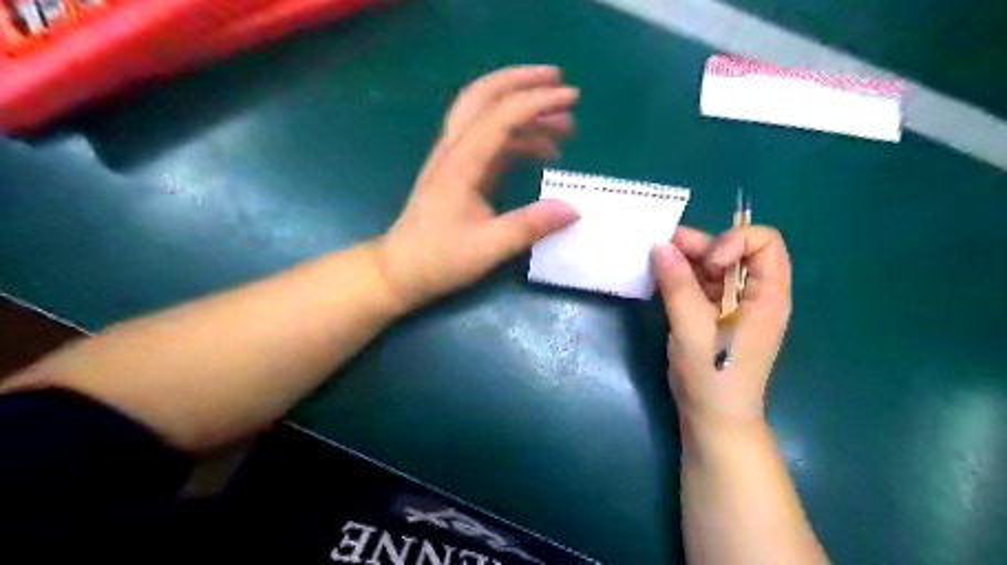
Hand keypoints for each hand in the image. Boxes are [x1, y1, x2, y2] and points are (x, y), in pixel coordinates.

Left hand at [375, 67, 581, 313]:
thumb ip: (529, 226)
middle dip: (522, 82)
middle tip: (560, 83)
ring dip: (524, 112)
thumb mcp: (487, 248)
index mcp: (461, 164)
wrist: (400, 271)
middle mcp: (454, 151)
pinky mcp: (458, 172)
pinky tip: (541, 153)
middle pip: (483, 96)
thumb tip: (573, 209)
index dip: (537, 101)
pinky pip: (488, 141)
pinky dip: (516, 138)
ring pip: (486, 116)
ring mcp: (453, 159)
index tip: (572, 97)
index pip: (500, 116)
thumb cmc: (439, 260)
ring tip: (564, 126)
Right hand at [653, 226, 794, 427]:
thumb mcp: (692, 326)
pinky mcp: (714, 314)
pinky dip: (680, 278)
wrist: (713, 417)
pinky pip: (700, 284)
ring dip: (685, 261)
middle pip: (733, 250)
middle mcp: (755, 293)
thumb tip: (660, 245)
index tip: (706, 263)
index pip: (763, 241)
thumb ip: (677, 284)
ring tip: (655, 263)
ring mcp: (734, 304)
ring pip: (713, 266)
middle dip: (699, 246)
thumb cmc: (713, 374)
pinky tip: (660, 281)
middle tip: (662, 250)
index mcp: (767, 294)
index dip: (732, 242)